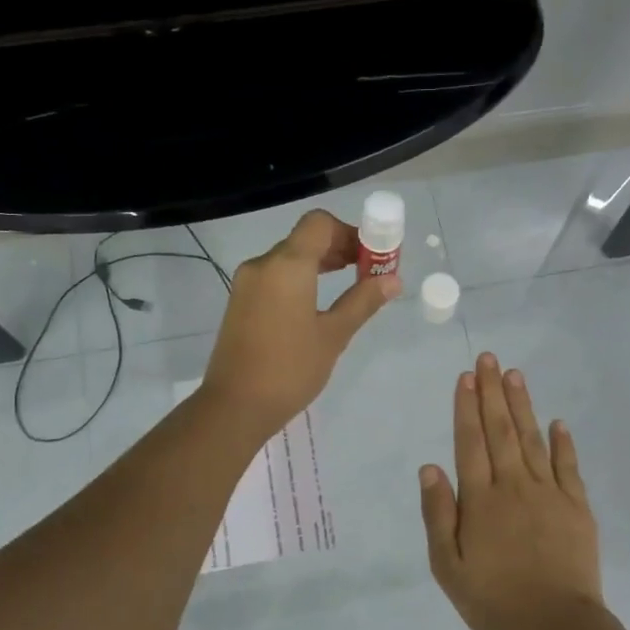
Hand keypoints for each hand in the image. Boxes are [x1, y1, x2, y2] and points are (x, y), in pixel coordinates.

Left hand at [201, 210, 400, 436]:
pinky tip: (317, 303)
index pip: (320, 224)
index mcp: (287, 265)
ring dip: (319, 263)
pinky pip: (275, 276)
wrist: (236, 405)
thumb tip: (393, 280)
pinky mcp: (240, 302)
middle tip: (367, 272)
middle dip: (338, 247)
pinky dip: (299, 278)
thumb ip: (362, 301)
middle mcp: (263, 264)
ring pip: (288, 257)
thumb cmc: (290, 369)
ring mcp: (247, 283)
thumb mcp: (333, 335)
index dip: (350, 232)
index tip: (372, 256)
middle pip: (304, 238)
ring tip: (348, 285)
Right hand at [419, 352, 607, 629]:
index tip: (466, 377)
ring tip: (516, 375)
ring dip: (523, 406)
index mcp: (481, 500)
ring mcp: (550, 494)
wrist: (556, 626)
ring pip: (534, 439)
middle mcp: (514, 486)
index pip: (471, 442)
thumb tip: (430, 467)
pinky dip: (563, 442)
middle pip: (502, 431)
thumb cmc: (494, 600)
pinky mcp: (577, 507)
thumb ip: (438, 514)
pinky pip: (569, 466)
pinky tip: (558, 422)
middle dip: (493, 393)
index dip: (467, 407)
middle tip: (490, 359)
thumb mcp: (448, 566)